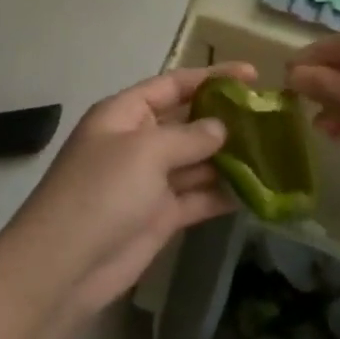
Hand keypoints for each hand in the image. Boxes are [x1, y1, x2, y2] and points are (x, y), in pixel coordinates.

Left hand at [3, 62, 257, 322]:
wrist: (65, 264)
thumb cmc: (101, 191)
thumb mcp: (145, 151)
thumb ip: (188, 137)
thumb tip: (221, 128)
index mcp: (124, 113)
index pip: (172, 85)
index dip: (210, 77)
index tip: (251, 74)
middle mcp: (138, 141)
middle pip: (187, 121)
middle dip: (224, 118)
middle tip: (271, 117)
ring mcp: (149, 180)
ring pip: (196, 161)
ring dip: (229, 157)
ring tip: (274, 152)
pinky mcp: (160, 216)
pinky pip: (197, 197)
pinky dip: (223, 193)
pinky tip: (257, 190)